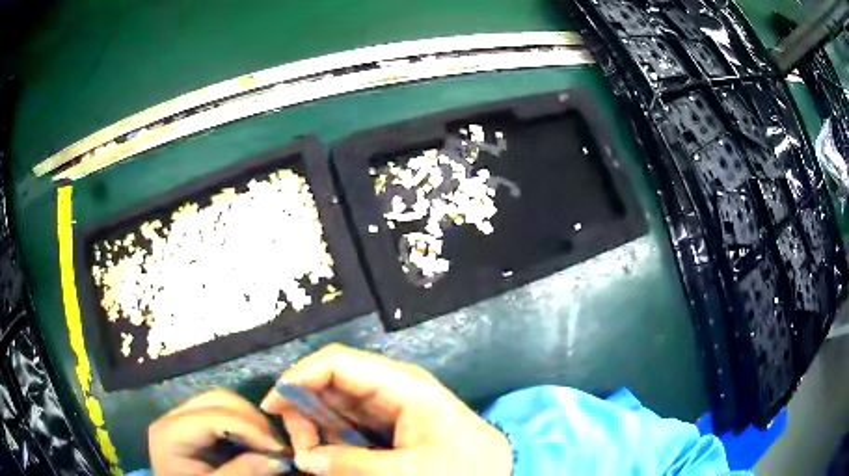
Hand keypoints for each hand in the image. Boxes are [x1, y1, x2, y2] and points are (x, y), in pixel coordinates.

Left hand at [148, 389, 289, 475]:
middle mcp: (174, 416)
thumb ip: (242, 473)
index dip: (251, 429)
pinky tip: (256, 443)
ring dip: (251, 421)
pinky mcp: (193, 425)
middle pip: (218, 399)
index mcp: (171, 432)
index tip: (281, 451)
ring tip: (270, 446)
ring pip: (223, 402)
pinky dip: (244, 426)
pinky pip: (223, 414)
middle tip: (278, 447)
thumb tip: (280, 459)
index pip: (214, 416)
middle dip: (253, 420)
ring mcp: (183, 418)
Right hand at [260, 344, 512, 475]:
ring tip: (313, 457)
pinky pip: (346, 423)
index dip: (299, 377)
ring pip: (333, 404)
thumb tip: (305, 458)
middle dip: (304, 409)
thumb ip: (353, 465)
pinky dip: (330, 437)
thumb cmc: (462, 468)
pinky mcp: (386, 424)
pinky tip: (329, 457)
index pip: (336, 363)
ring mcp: (387, 405)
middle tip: (300, 449)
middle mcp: (389, 387)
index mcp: (399, 384)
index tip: (273, 407)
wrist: (496, 471)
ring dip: (314, 427)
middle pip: (329, 382)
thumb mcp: (410, 471)